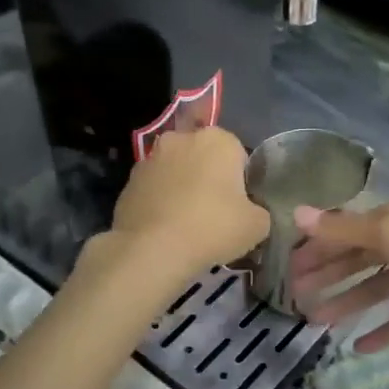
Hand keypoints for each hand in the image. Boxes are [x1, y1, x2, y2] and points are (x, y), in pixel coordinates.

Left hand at [104, 128, 269, 277]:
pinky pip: (155, 188)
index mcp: (218, 139)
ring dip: (182, 187)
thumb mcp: (257, 226)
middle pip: (204, 157)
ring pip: (176, 170)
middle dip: (209, 177)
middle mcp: (182, 139)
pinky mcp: (129, 181)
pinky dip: (161, 201)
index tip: (239, 205)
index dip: (241, 180)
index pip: (238, 154)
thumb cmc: (212, 228)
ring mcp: (150, 158)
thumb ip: (259, 211)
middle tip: (215, 212)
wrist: (152, 250)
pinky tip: (165, 228)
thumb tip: (251, 212)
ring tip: (187, 223)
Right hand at [289, 201, 388, 352]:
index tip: (286, 270)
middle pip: (354, 261)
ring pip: (374, 291)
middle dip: (324, 277)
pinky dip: (383, 332)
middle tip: (294, 299)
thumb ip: (343, 229)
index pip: (342, 234)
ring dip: (346, 303)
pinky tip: (360, 348)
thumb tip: (296, 214)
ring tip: (316, 324)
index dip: (313, 249)